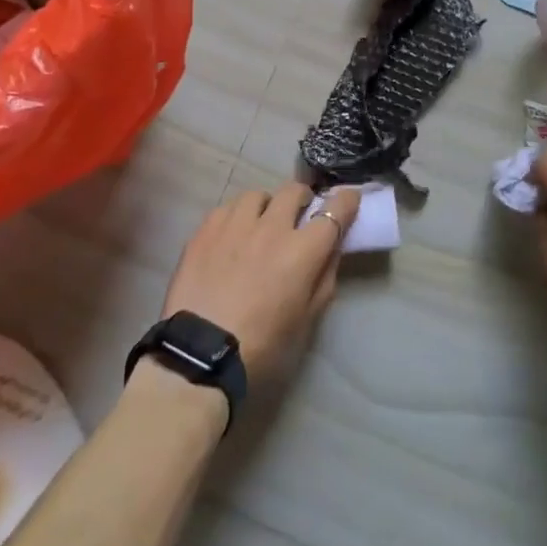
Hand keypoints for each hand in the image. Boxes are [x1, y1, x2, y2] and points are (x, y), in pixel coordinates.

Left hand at [158, 183, 360, 391]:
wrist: (199, 354)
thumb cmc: (261, 345)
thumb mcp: (306, 320)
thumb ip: (324, 278)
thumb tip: (331, 249)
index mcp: (303, 250)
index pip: (335, 210)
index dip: (346, 201)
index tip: (348, 200)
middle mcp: (272, 227)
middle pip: (294, 191)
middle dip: (303, 199)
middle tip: (299, 215)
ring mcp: (236, 224)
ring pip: (258, 195)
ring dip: (267, 206)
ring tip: (260, 224)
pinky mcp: (206, 229)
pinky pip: (227, 208)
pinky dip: (236, 216)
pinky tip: (231, 236)